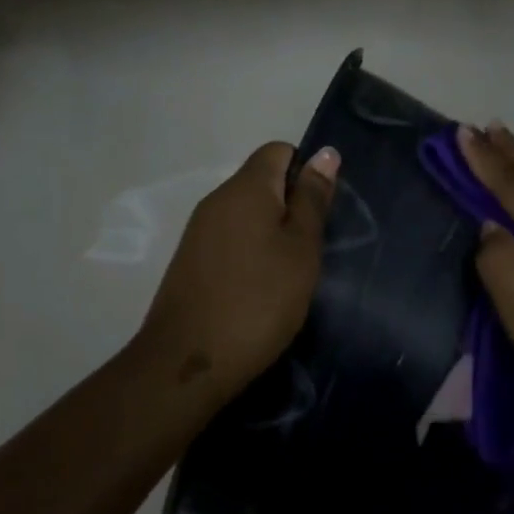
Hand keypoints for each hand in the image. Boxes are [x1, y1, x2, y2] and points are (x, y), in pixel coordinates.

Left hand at [136, 141, 339, 403]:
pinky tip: (261, 287)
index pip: (279, 151)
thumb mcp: (301, 249)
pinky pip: (230, 238)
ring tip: (290, 272)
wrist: (189, 361)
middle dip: (291, 205)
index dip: (306, 172)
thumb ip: (313, 199)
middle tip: (312, 248)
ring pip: (247, 213)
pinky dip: (251, 252)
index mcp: (245, 187)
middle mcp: (217, 199)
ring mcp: (199, 230)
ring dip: (272, 232)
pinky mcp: (191, 260)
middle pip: (262, 181)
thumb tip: (324, 153)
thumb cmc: (259, 300)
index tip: (321, 213)